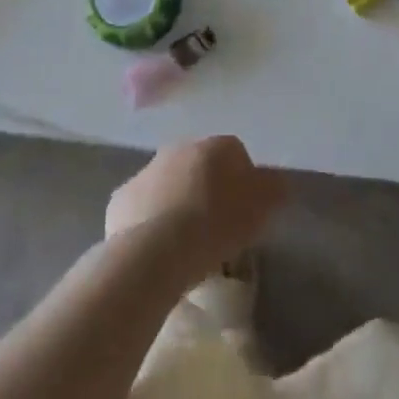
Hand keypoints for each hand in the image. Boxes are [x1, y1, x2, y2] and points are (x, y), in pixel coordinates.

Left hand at [106, 136, 285, 282]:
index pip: (236, 154)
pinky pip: (143, 208)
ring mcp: (146, 171)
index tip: (245, 215)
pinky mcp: (121, 198)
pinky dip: (150, 222)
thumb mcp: (260, 209)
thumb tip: (277, 183)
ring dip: (178, 204)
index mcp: (214, 146)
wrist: (154, 251)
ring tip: (186, 245)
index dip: (243, 183)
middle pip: (200, 167)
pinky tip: (158, 251)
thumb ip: (274, 189)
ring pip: (169, 185)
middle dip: (207, 190)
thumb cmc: (215, 225)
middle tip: (216, 228)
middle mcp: (179, 148)